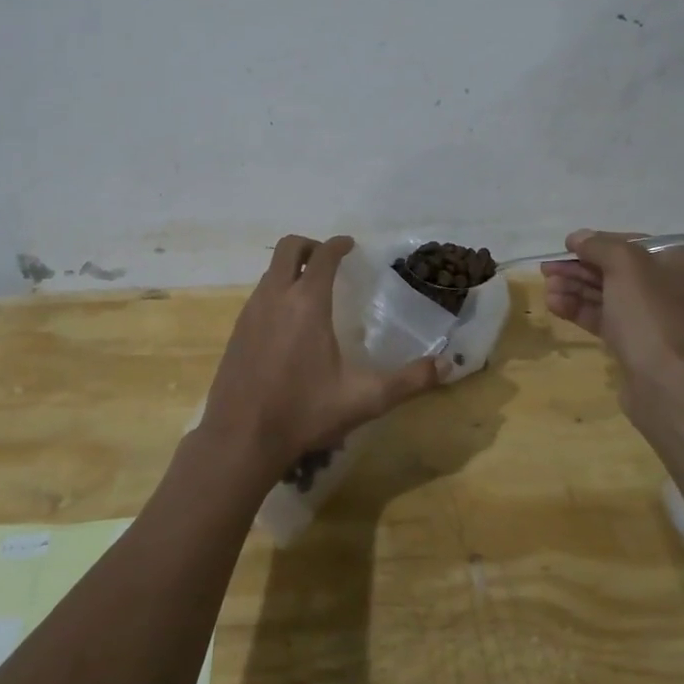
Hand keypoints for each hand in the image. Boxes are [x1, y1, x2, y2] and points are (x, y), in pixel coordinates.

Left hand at [201, 234, 443, 479]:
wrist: (241, 438)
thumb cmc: (304, 412)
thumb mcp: (364, 399)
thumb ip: (408, 381)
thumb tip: (447, 366)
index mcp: (306, 303)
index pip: (324, 256)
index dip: (338, 245)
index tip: (350, 246)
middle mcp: (275, 297)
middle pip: (288, 248)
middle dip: (310, 246)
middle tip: (330, 262)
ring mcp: (250, 312)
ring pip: (270, 271)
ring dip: (291, 269)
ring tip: (312, 291)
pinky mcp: (236, 331)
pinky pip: (258, 295)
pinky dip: (276, 291)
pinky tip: (288, 323)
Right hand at [541, 229, 683, 387]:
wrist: (667, 386)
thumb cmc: (652, 314)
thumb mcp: (625, 266)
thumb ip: (599, 245)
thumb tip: (578, 237)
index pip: (638, 245)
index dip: (600, 242)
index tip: (568, 246)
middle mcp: (681, 292)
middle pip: (622, 272)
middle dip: (582, 270)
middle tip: (548, 269)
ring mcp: (663, 324)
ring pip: (613, 298)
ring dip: (578, 290)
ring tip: (547, 288)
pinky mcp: (645, 349)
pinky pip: (612, 322)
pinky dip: (584, 312)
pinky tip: (555, 306)